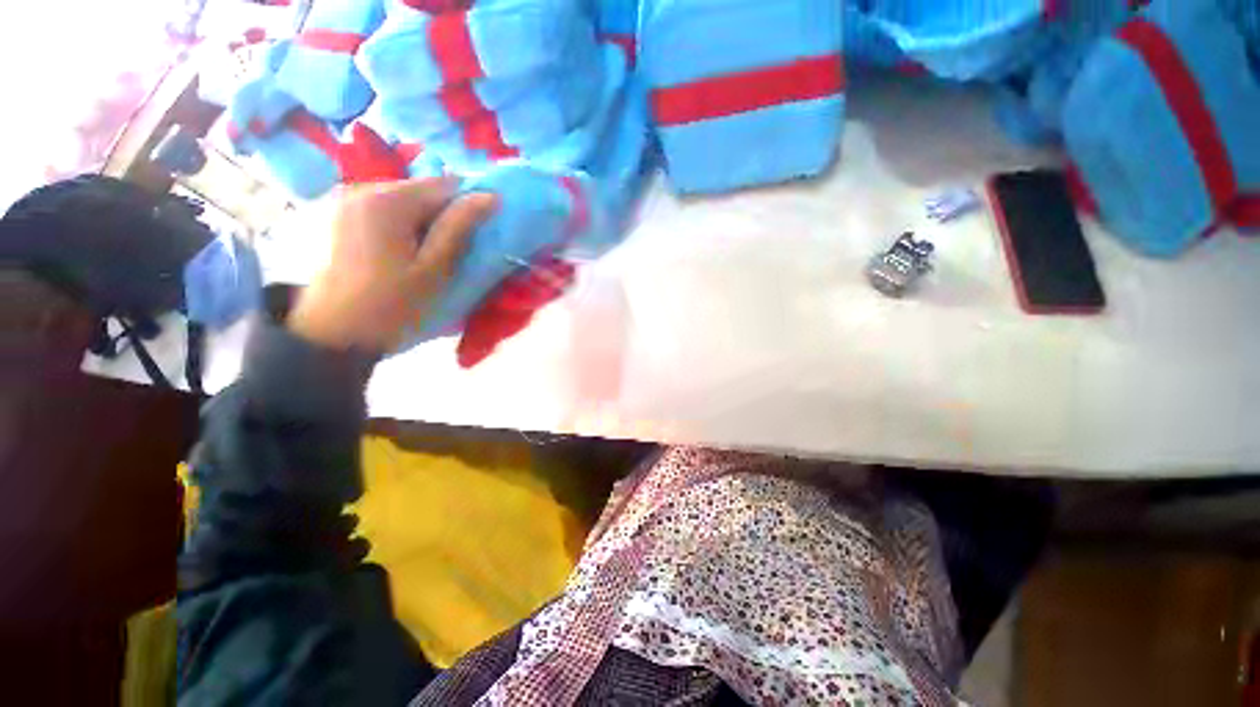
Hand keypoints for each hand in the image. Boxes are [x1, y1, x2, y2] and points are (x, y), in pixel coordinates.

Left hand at [288, 178, 497, 351]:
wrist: (333, 332)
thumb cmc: (391, 304)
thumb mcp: (434, 268)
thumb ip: (459, 228)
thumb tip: (491, 196)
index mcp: (389, 200)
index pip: (446, 184)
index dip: (469, 205)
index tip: (479, 234)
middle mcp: (364, 187)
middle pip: (423, 190)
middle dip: (445, 214)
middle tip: (455, 250)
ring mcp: (348, 199)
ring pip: (406, 199)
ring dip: (425, 220)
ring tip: (429, 254)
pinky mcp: (340, 214)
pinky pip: (386, 209)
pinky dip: (404, 224)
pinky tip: (403, 252)